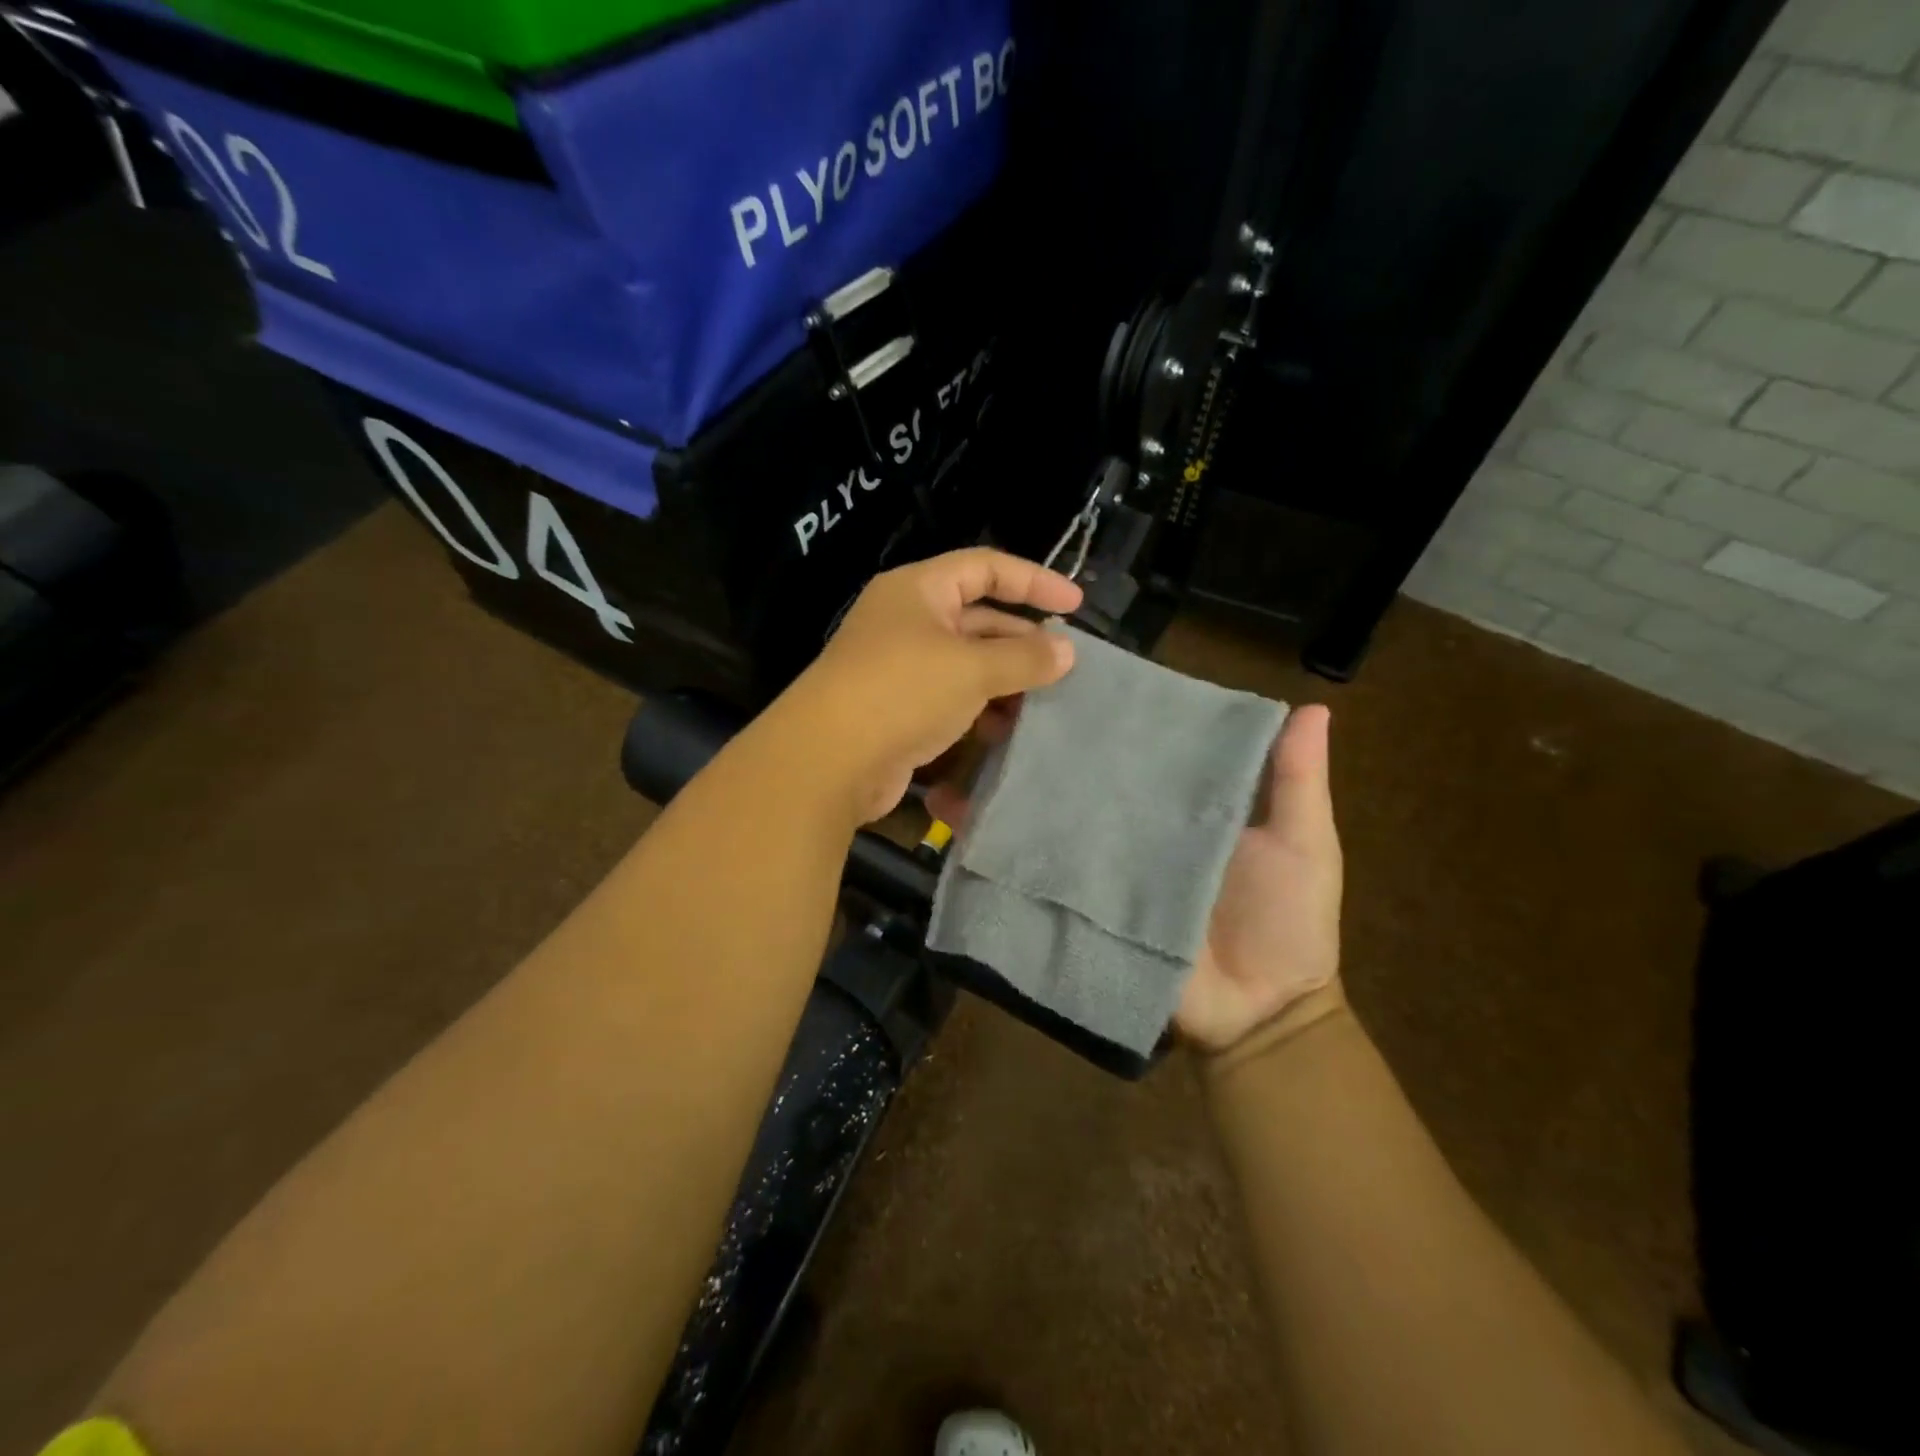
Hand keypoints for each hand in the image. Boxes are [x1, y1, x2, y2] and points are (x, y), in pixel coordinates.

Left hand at [782, 549, 1082, 825]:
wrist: (828, 761)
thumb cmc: (901, 692)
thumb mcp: (971, 668)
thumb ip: (1024, 657)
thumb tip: (1067, 651)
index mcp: (918, 590)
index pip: (986, 567)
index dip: (1034, 581)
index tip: (1074, 605)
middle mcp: (907, 621)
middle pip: (978, 618)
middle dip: (1021, 640)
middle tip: (1063, 666)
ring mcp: (899, 667)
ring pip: (966, 664)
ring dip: (1003, 681)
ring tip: (1041, 703)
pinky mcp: (898, 709)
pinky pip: (950, 698)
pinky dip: (978, 709)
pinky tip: (1004, 731)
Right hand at [927, 701, 1344, 1055]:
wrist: (1259, 1019)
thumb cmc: (1288, 924)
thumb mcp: (1302, 844)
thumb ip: (1295, 782)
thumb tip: (1313, 707)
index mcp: (1173, 800)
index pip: (1128, 742)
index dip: (1095, 709)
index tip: (1056, 670)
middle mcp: (1125, 822)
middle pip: (1072, 771)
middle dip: (1031, 736)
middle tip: (990, 701)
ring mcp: (1095, 863)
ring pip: (1039, 812)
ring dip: (998, 781)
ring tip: (956, 743)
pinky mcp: (1073, 903)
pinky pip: (1028, 870)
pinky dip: (990, 844)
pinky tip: (951, 815)